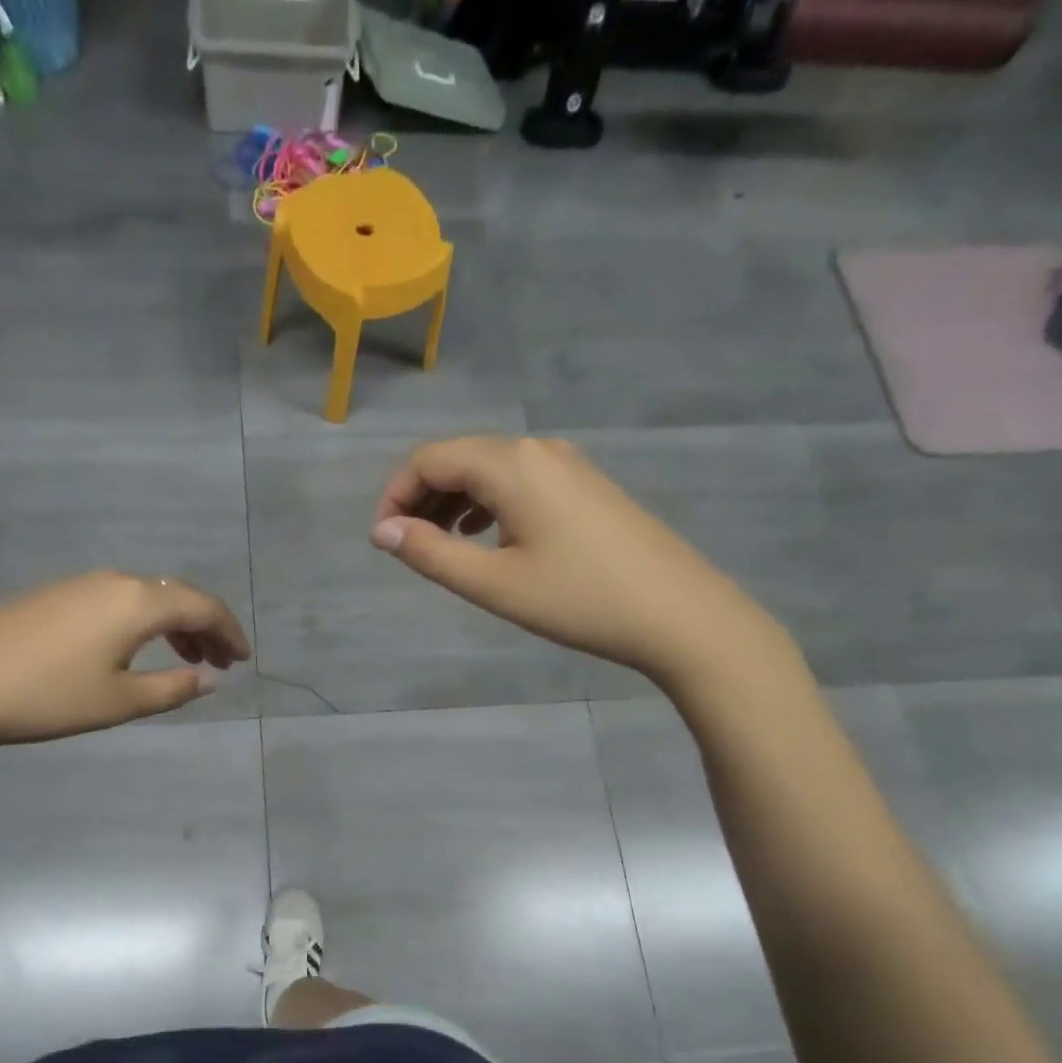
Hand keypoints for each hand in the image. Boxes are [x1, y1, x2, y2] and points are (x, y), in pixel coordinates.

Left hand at [0, 570, 251, 761]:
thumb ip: (172, 689)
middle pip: (175, 595)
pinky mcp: (53, 594)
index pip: (202, 606)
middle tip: (219, 663)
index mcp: (138, 602)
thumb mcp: (119, 702)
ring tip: (185, 659)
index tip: (243, 659)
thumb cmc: (47, 696)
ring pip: (144, 597)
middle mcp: (114, 581)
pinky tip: (133, 650)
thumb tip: (209, 679)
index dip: (229, 631)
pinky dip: (140, 622)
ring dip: (172, 625)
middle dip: (204, 627)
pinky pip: (116, 601)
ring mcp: (80, 584)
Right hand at [370, 436, 786, 686]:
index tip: (383, 541)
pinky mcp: (585, 485)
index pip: (429, 459)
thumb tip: (382, 532)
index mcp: (510, 464)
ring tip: (441, 547)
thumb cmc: (578, 599)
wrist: (679, 613)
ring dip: (454, 502)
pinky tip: (487, 538)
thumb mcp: (493, 583)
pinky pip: (518, 481)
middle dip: (422, 498)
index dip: (395, 495)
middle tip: (408, 548)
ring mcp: (566, 464)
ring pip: (489, 470)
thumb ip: (430, 554)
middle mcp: (535, 449)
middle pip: (458, 458)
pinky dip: (488, 504)